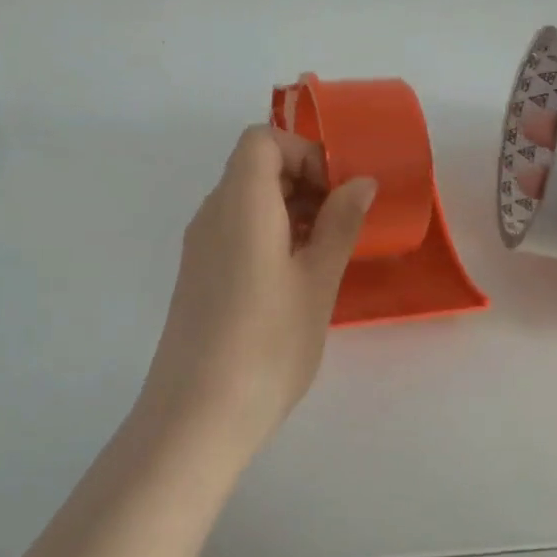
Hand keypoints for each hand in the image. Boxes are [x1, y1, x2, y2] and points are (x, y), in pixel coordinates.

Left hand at [143, 125, 376, 447]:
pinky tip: (298, 275)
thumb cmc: (267, 343)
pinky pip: (237, 230)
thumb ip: (340, 224)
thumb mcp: (317, 281)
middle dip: (305, 180)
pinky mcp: (200, 274)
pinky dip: (271, 233)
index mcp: (240, 202)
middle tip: (344, 221)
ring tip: (328, 250)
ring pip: (247, 200)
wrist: (196, 415)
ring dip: (291, 209)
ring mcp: (201, 246)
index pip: (263, 140)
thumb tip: (361, 183)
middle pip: (255, 167)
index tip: (338, 190)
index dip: (305, 152)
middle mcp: (213, 213)